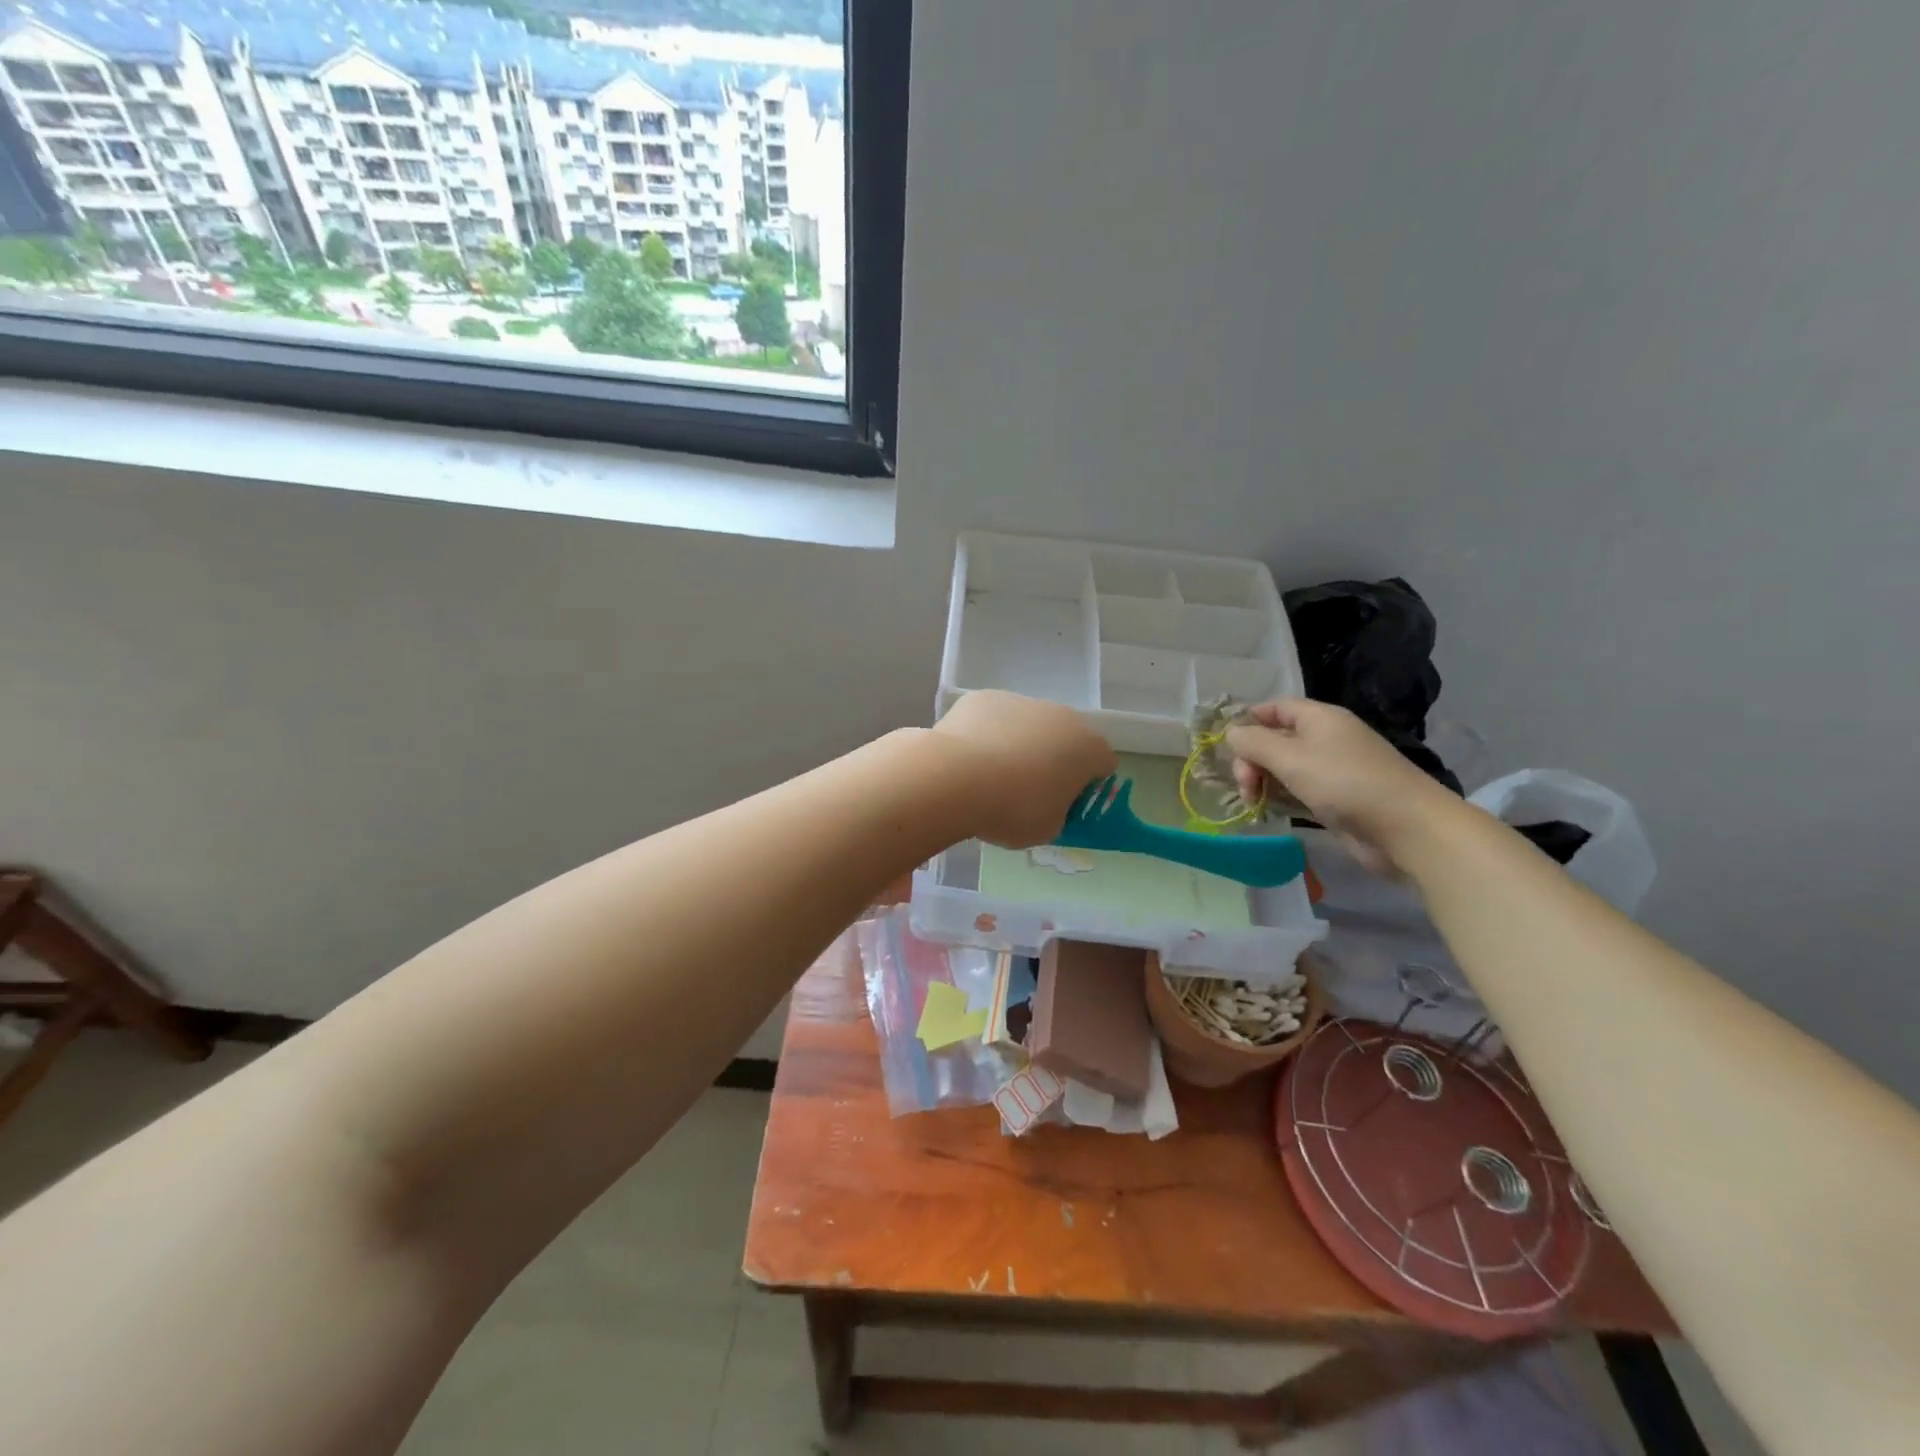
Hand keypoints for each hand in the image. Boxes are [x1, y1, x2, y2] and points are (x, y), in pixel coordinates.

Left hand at [931, 691, 1116, 848]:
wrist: (955, 777)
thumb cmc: (1013, 809)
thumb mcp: (1048, 829)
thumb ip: (1058, 812)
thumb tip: (1047, 802)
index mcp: (1086, 747)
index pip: (1103, 763)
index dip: (1088, 785)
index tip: (1067, 803)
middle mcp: (1060, 715)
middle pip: (1065, 738)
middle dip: (1054, 760)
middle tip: (1029, 790)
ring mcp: (1020, 701)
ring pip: (1028, 725)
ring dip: (1020, 745)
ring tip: (991, 775)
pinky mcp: (983, 697)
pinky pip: (994, 719)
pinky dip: (987, 735)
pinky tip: (968, 758)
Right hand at [1226, 699, 1456, 870]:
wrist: (1405, 828)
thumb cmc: (1345, 783)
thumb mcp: (1291, 758)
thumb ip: (1254, 743)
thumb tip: (1231, 733)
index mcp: (1319, 718)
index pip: (1275, 707)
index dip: (1248, 720)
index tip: (1226, 746)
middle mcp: (1327, 738)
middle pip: (1276, 739)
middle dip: (1252, 759)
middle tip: (1244, 786)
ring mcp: (1334, 770)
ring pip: (1286, 767)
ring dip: (1264, 781)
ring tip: (1252, 802)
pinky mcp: (1338, 799)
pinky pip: (1300, 790)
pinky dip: (1281, 797)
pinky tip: (1269, 811)